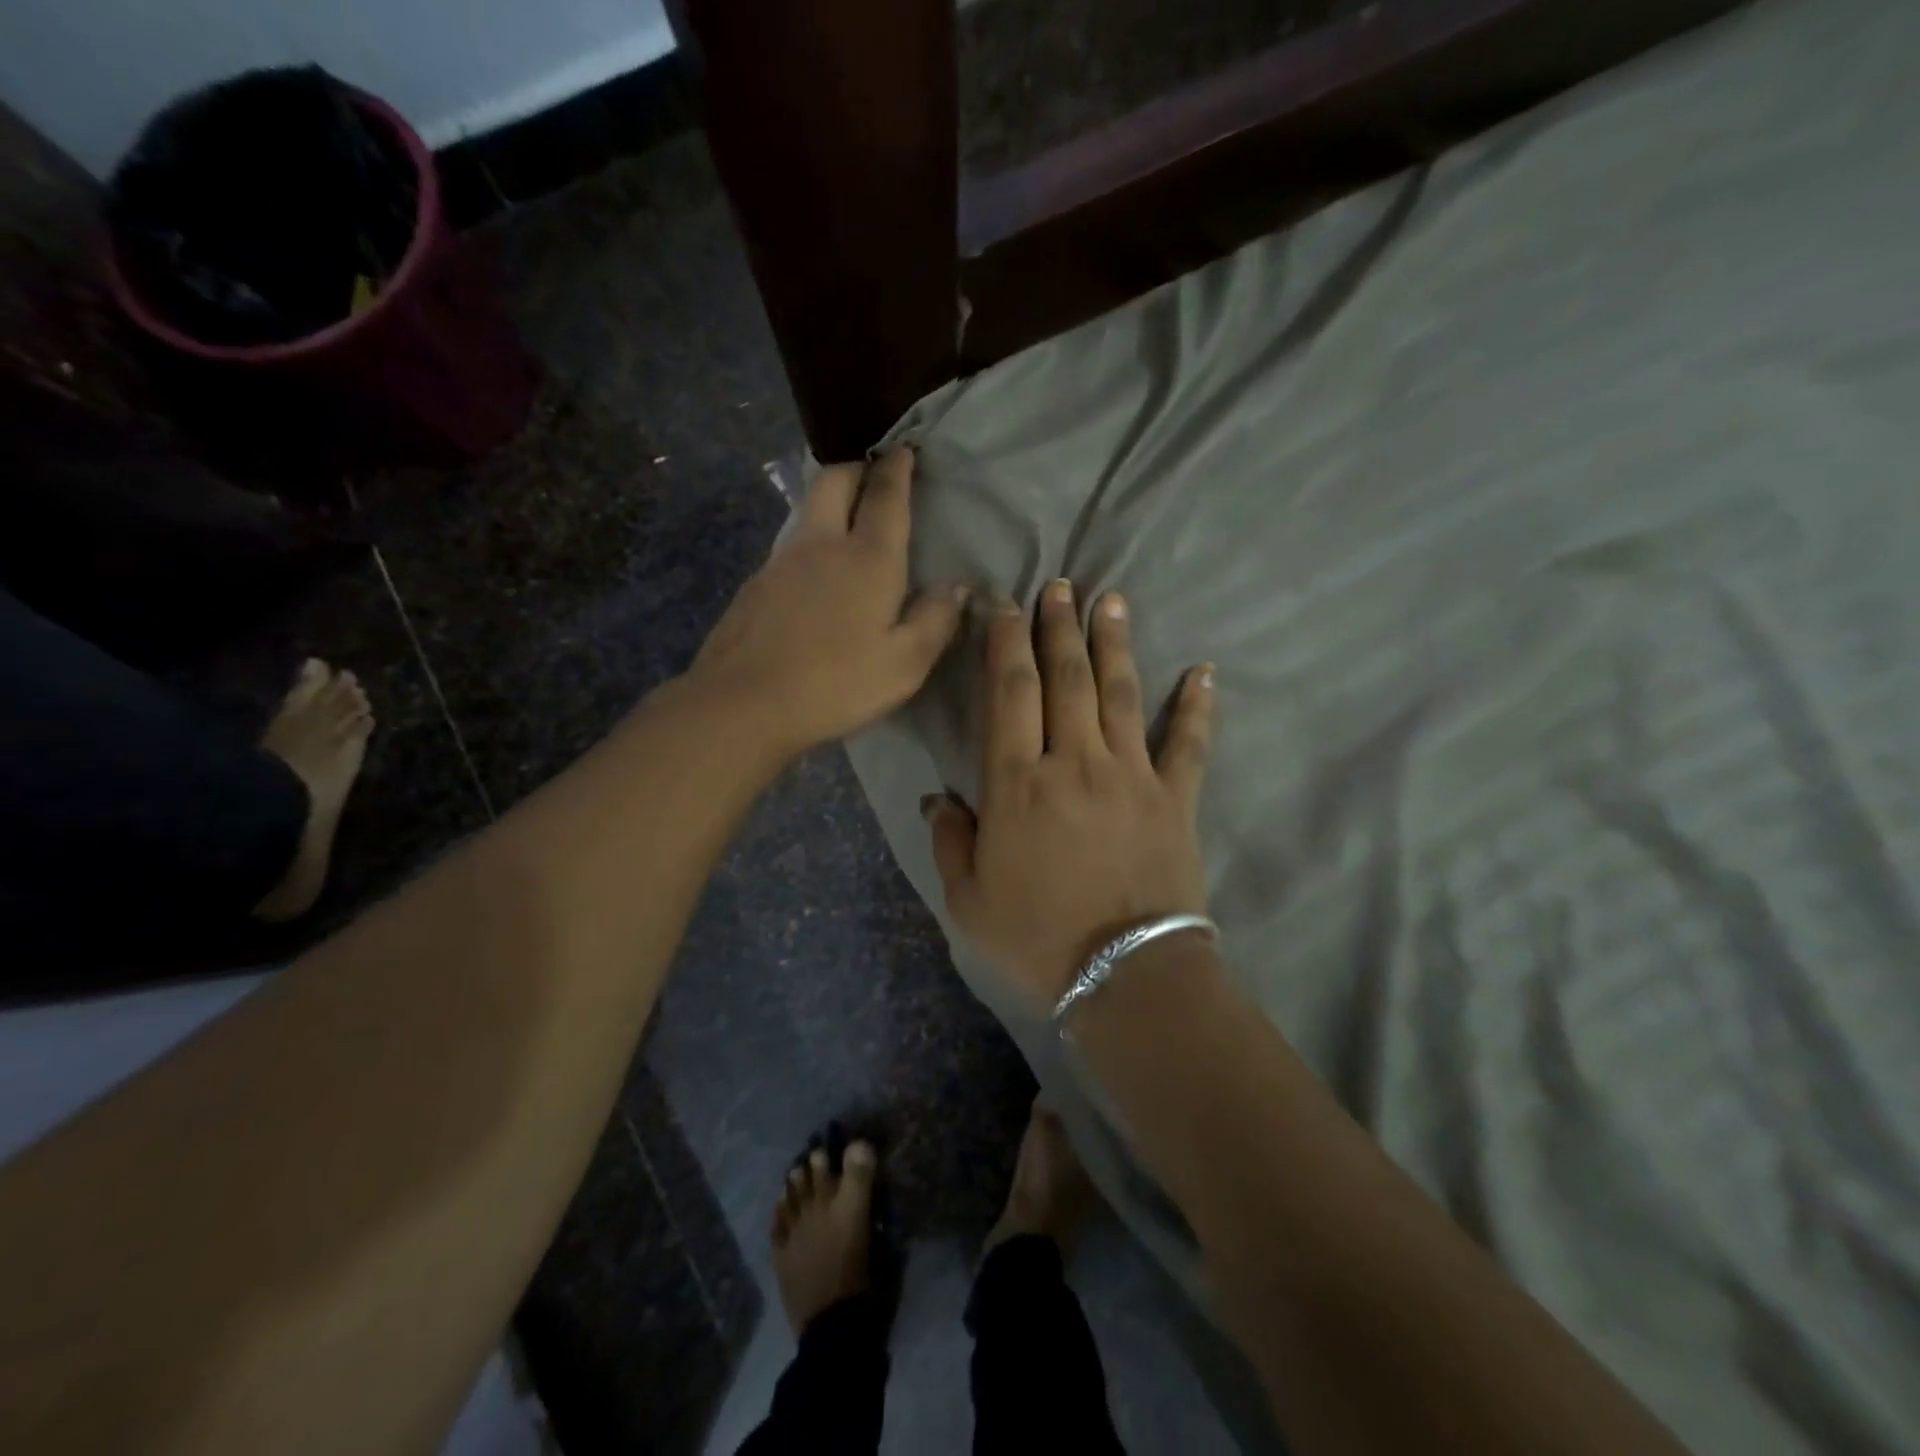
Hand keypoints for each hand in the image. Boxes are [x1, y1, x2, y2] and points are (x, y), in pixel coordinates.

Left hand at [690, 449, 967, 759]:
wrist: (743, 703)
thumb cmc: (836, 684)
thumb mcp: (905, 664)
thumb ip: (936, 621)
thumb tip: (957, 586)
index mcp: (867, 559)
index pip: (886, 497)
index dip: (898, 469)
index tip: (905, 450)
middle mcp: (822, 545)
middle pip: (834, 481)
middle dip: (857, 469)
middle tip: (874, 477)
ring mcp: (780, 562)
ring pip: (807, 512)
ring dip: (830, 504)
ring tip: (848, 527)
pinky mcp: (755, 585)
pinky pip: (789, 548)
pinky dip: (810, 545)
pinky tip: (815, 580)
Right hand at [925, 579, 1214, 1007]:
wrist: (1126, 975)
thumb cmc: (1038, 938)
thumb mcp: (968, 899)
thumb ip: (950, 840)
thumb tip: (938, 797)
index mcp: (1018, 783)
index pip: (1009, 693)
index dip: (1005, 643)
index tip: (1005, 606)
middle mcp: (1074, 762)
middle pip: (1066, 678)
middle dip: (1058, 627)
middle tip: (1059, 585)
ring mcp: (1131, 775)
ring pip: (1120, 693)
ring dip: (1113, 643)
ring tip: (1109, 599)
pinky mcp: (1175, 797)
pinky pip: (1189, 742)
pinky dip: (1198, 706)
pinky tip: (1204, 671)